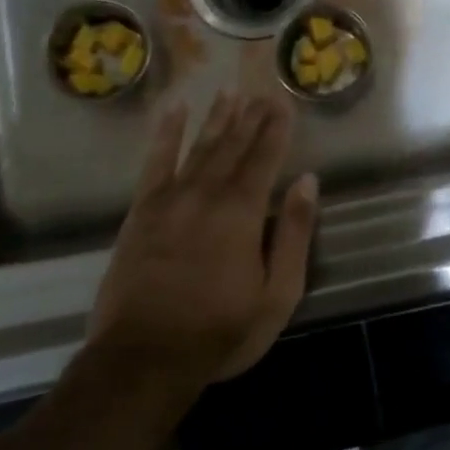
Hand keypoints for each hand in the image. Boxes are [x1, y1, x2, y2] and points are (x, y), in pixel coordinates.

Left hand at [85, 90, 317, 387]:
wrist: (143, 358)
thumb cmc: (221, 330)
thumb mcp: (277, 293)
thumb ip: (293, 234)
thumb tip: (308, 181)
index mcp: (242, 211)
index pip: (265, 157)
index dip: (277, 128)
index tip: (285, 102)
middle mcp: (206, 193)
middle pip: (233, 145)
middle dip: (251, 116)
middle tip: (263, 91)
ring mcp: (169, 199)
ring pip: (199, 147)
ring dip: (216, 118)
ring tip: (229, 91)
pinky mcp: (141, 212)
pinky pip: (155, 162)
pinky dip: (166, 135)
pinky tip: (174, 112)